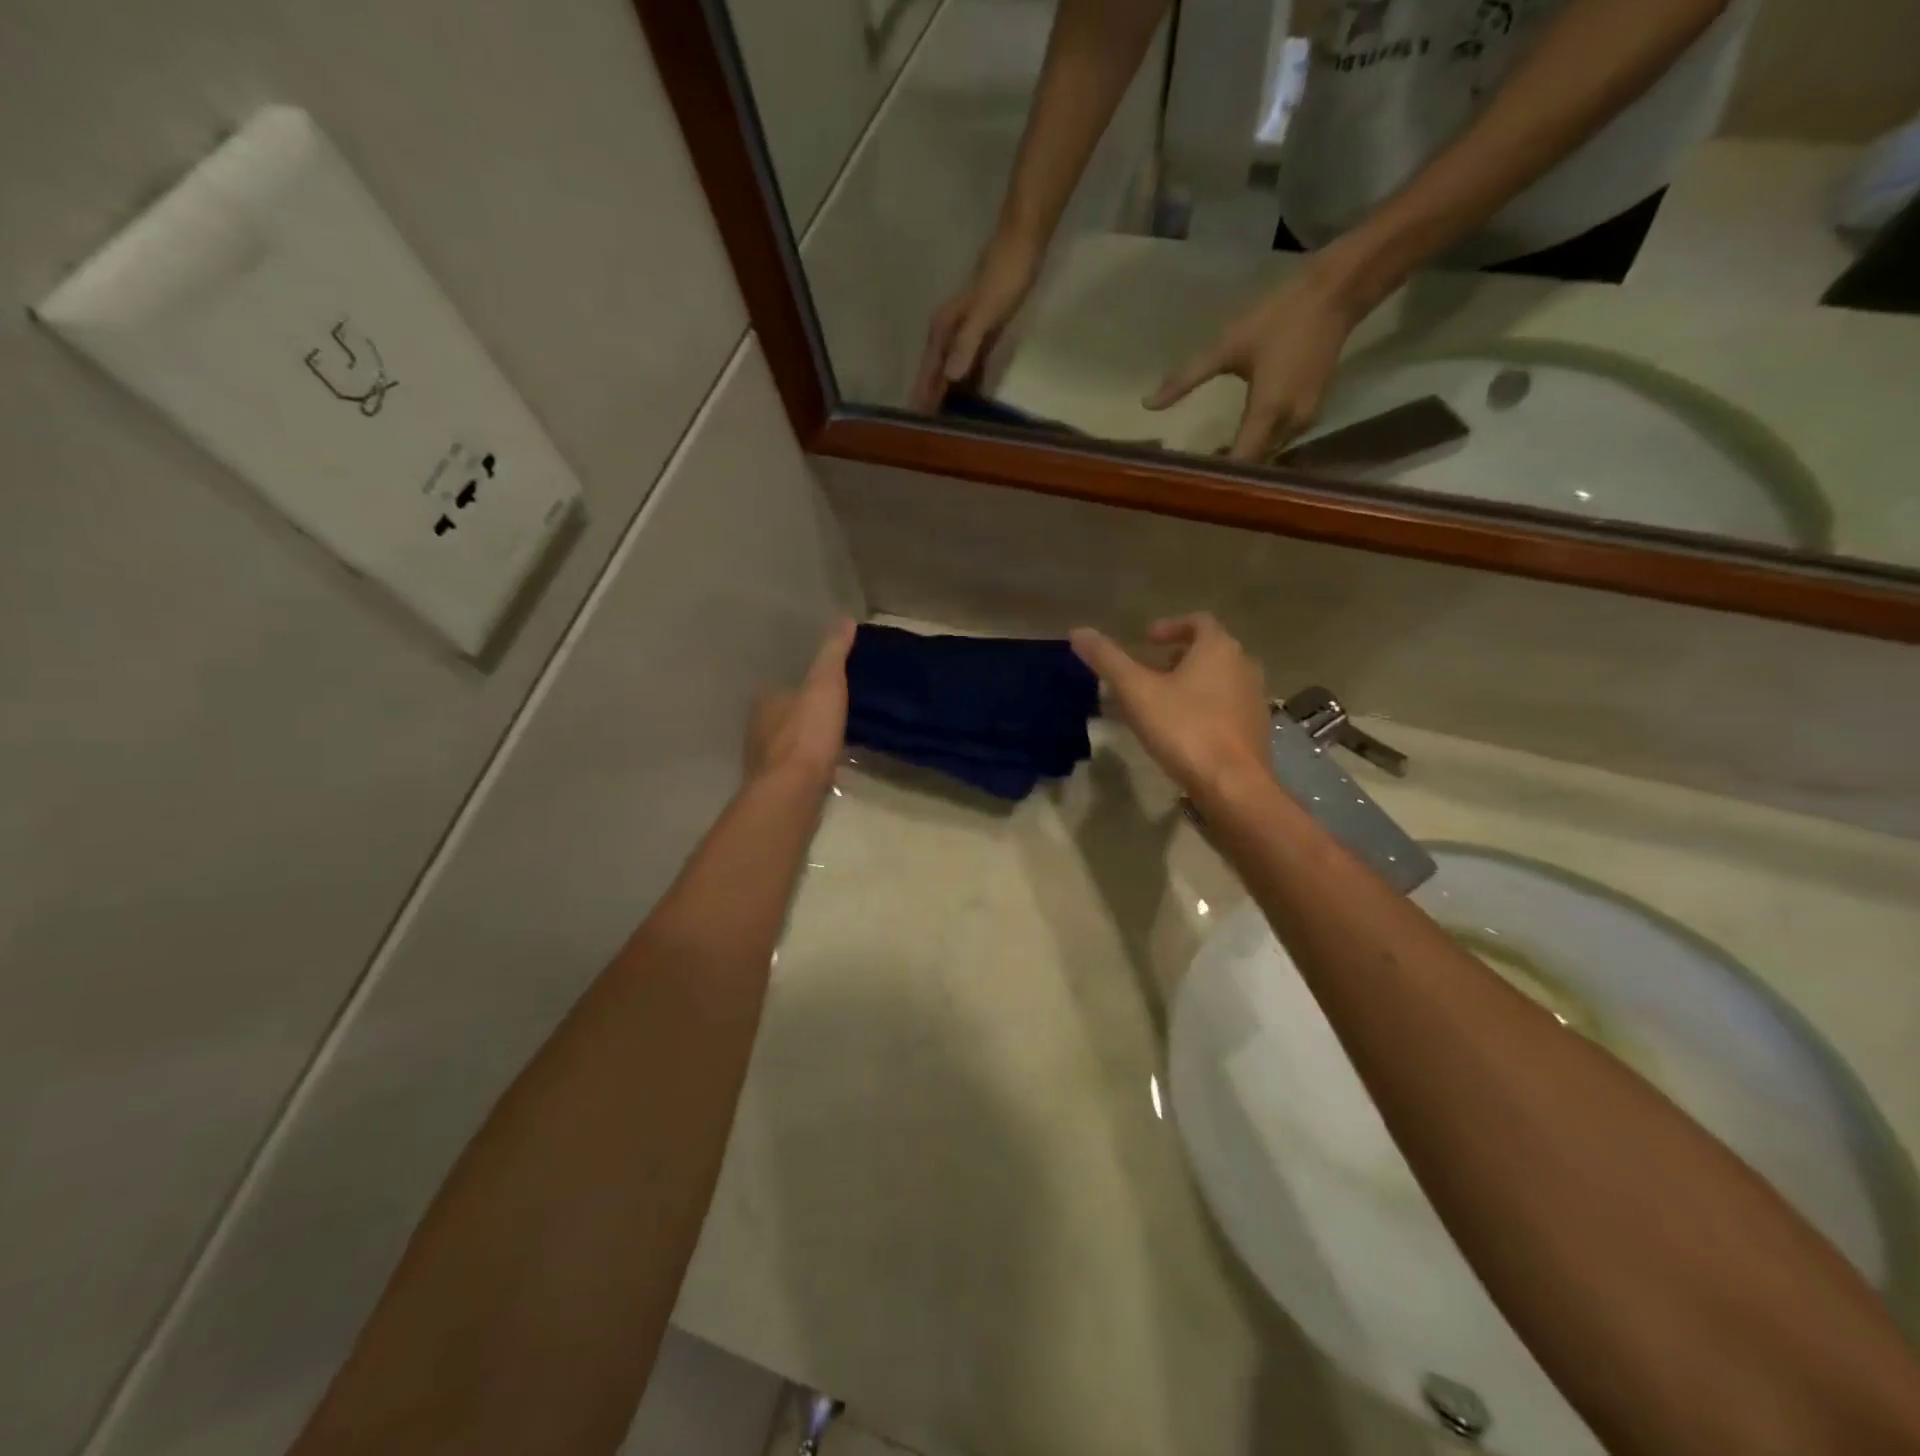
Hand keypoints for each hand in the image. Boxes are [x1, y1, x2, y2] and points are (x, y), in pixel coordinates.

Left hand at [746, 619, 856, 788]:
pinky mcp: (776, 788)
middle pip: (780, 715)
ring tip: (831, 738)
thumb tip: (844, 617)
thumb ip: (833, 653)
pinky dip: (806, 765)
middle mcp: (758, 729)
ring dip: (803, 741)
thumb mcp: (826, 685)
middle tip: (829, 710)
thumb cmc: (806, 734)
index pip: (779, 685)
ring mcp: (765, 761)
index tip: (820, 683)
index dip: (798, 683)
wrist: (792, 793)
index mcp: (765, 701)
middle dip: (800, 713)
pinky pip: (794, 769)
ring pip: (785, 743)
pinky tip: (824, 767)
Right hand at [910, 232, 1042, 412]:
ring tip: (947, 422)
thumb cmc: (1004, 276)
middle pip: (937, 374)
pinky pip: (971, 365)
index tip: (918, 422)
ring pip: (952, 371)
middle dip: (932, 399)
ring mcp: (966, 334)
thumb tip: (950, 378)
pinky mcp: (983, 334)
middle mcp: (949, 334)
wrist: (1022, 243)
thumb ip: (967, 344)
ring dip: (949, 394)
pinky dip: (968, 383)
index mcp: (944, 331)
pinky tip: (971, 399)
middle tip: (930, 432)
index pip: (930, 372)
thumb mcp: (985, 312)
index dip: (924, 395)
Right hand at [1069, 614, 1272, 802]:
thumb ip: (1108, 659)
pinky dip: (1205, 707)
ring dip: (1192, 683)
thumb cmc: (1185, 729)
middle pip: (1210, 650)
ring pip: (1220, 679)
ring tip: (1162, 703)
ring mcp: (1254, 698)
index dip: (1170, 626)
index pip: (1198, 621)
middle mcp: (1243, 666)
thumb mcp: (1136, 692)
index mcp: (1218, 648)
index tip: (1147, 640)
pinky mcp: (1256, 729)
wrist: (1233, 784)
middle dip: (1179, 657)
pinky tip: (1183, 730)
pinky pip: (1227, 706)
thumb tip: (1078, 631)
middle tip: (1150, 672)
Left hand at [1144, 261, 1364, 461]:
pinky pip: (1279, 443)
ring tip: (1207, 464)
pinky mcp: (1310, 415)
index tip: (1187, 483)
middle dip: (1226, 474)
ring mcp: (1304, 422)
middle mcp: (1289, 425)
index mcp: (1267, 412)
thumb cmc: (1278, 317)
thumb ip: (1185, 379)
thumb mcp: (1225, 346)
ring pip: (1268, 457)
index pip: (1240, 462)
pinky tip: (1234, 445)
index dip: (1215, 476)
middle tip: (1191, 477)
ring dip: (1242, 463)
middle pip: (1254, 465)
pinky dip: (1257, 449)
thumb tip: (1148, 405)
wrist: (1337, 292)